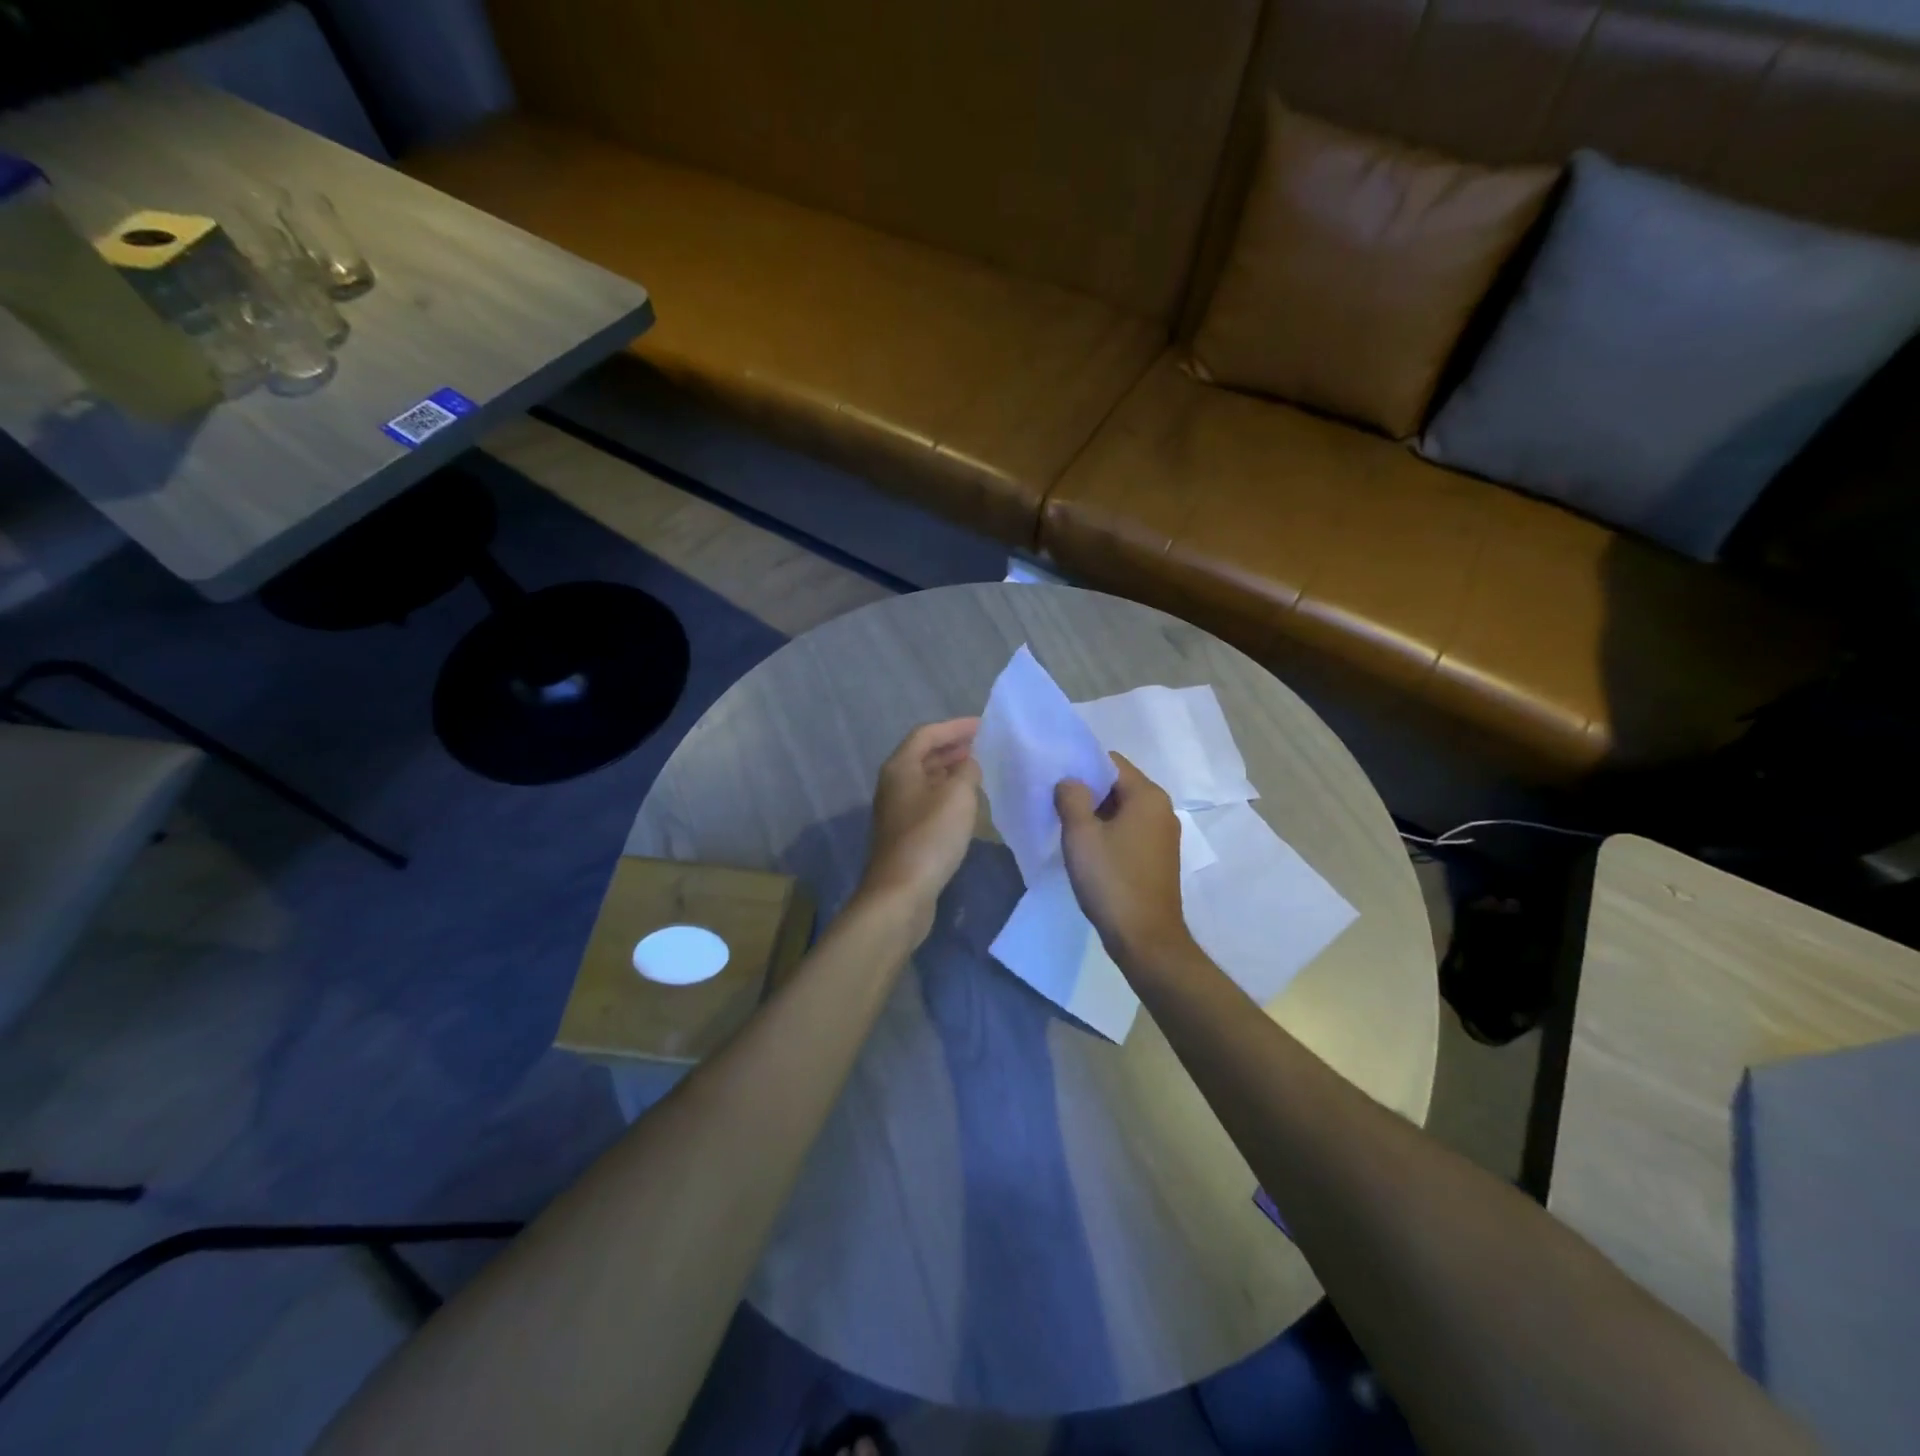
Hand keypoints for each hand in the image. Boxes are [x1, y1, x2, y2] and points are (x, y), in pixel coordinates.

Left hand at [858, 718, 982, 924]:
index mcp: (900, 767)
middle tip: (984, 745)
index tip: (983, 725)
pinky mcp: (905, 833)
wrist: (901, 892)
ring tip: (979, 770)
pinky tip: (966, 803)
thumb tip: (969, 763)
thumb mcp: (958, 796)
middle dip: (953, 747)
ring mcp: (897, 810)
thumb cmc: (930, 837)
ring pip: (926, 779)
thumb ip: (967, 770)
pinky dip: (947, 794)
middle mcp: (893, 784)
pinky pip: (928, 801)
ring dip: (950, 771)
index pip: (927, 734)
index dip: (955, 727)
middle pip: (923, 755)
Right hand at [1055, 753, 1191, 963]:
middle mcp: (1162, 809)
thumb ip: (1071, 798)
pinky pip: (1130, 831)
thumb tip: (1070, 781)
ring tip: (1067, 827)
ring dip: (1096, 814)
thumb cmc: (1112, 880)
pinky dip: (1109, 833)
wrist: (1145, 939)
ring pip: (1123, 810)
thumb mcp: (1081, 834)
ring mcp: (1164, 836)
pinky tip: (1088, 850)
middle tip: (1056, 804)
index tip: (1056, 780)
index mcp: (1148, 796)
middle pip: (1118, 785)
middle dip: (1088, 791)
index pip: (1111, 762)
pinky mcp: (1159, 858)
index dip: (1082, 766)